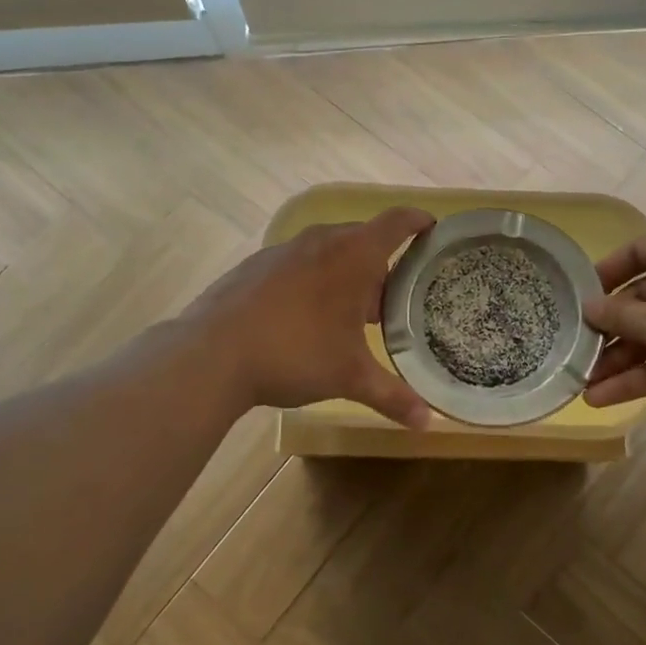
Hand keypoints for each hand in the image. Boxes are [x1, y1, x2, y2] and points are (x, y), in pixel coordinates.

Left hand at [186, 207, 435, 427]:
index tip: (432, 229)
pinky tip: (303, 317)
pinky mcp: (255, 265)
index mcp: (353, 255)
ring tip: (348, 313)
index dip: (418, 221)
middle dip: (381, 263)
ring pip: (327, 250)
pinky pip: (297, 262)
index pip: (397, 223)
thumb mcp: (350, 377)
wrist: (213, 353)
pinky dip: (312, 278)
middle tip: (391, 298)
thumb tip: (428, 422)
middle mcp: (320, 241)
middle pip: (362, 238)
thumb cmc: (296, 353)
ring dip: (344, 272)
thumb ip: (392, 396)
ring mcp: (283, 250)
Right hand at [581, 224, 645, 431]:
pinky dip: (641, 375)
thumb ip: (618, 314)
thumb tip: (588, 308)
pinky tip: (604, 397)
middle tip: (577, 345)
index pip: (642, 250)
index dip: (609, 272)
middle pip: (645, 298)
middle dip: (611, 327)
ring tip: (583, 381)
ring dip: (621, 358)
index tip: (580, 294)